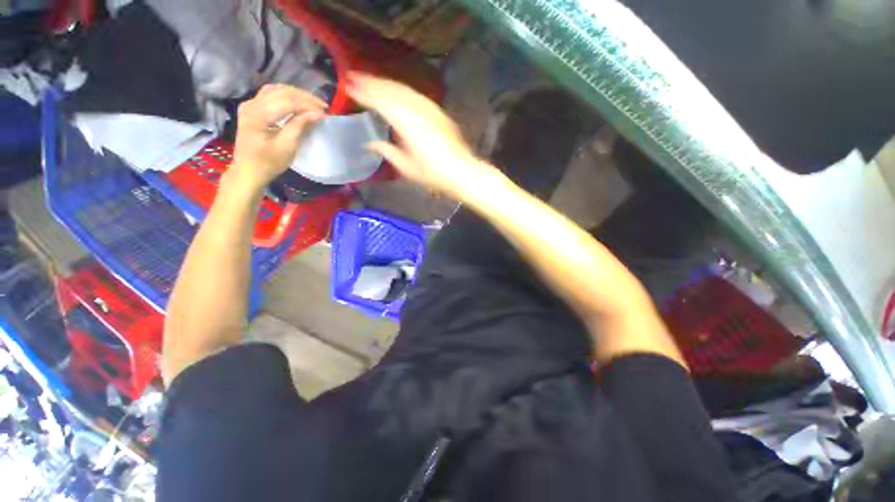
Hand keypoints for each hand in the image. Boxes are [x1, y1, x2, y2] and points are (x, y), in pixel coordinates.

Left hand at [229, 84, 326, 190]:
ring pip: (275, 90)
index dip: (308, 105)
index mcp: (257, 114)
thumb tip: (318, 114)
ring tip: (313, 103)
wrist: (248, 171)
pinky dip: (286, 96)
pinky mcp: (252, 109)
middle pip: (281, 92)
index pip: (287, 102)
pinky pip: (270, 94)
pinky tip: (297, 102)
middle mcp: (251, 104)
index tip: (325, 113)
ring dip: (296, 94)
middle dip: (304, 97)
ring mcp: (250, 105)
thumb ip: (300, 126)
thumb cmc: (268, 163)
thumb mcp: (287, 147)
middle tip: (323, 106)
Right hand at [347, 73, 499, 201]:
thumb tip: (370, 144)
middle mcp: (417, 112)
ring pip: (404, 90)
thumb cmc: (433, 174)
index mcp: (407, 125)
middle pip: (392, 90)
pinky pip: (417, 95)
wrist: (461, 171)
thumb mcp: (406, 168)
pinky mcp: (438, 113)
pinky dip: (403, 91)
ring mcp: (430, 110)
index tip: (350, 86)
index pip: (381, 102)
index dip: (365, 93)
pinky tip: (398, 92)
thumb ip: (387, 152)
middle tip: (356, 77)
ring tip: (373, 81)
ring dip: (387, 83)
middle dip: (373, 82)